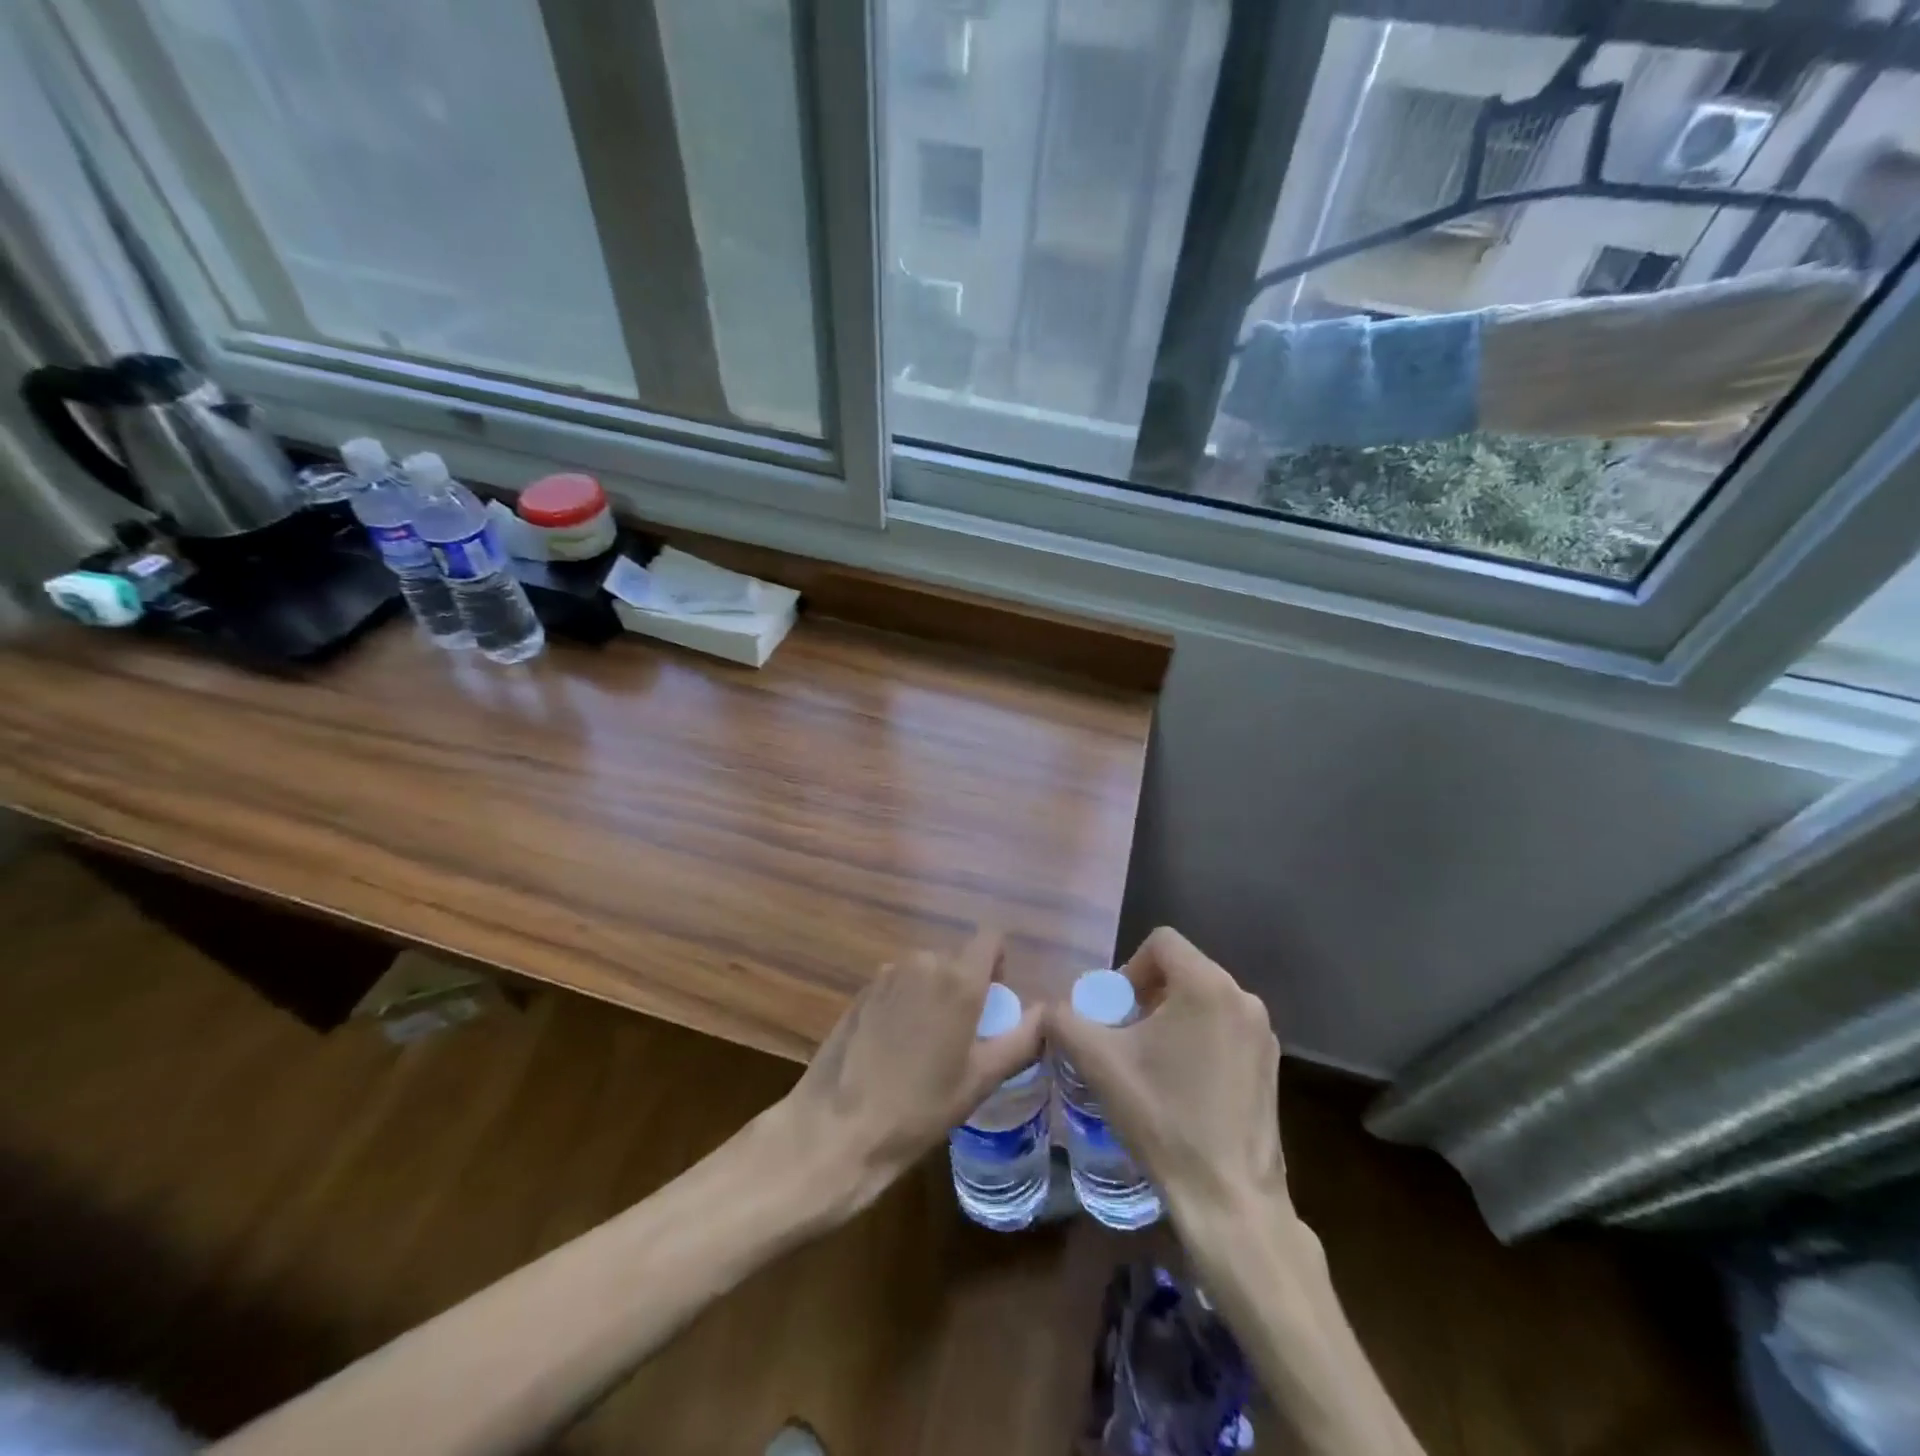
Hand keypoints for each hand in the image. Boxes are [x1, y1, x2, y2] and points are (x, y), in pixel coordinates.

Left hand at [781, 927, 1042, 1215]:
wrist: (837, 1128)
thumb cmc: (919, 1107)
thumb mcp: (980, 1080)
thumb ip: (1021, 1040)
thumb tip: (1046, 1013)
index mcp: (958, 979)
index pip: (990, 938)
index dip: (998, 962)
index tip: (995, 1001)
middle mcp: (922, 963)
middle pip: (956, 959)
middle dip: (966, 986)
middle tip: (964, 1036)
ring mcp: (887, 975)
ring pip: (925, 972)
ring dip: (934, 995)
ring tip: (928, 1046)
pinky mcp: (861, 992)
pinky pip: (898, 985)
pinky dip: (906, 1004)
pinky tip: (895, 1048)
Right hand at [1045, 927, 1287, 1223]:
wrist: (1228, 1199)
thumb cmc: (1163, 1119)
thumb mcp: (1099, 1063)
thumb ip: (1065, 1022)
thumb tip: (1052, 1009)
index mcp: (1207, 986)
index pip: (1161, 942)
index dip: (1129, 967)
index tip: (1116, 1010)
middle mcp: (1243, 998)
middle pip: (1183, 970)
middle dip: (1148, 994)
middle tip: (1125, 1035)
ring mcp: (1263, 1034)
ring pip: (1205, 1000)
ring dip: (1172, 1017)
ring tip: (1150, 1062)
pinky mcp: (1271, 1066)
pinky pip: (1225, 1029)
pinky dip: (1199, 1039)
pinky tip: (1183, 1085)